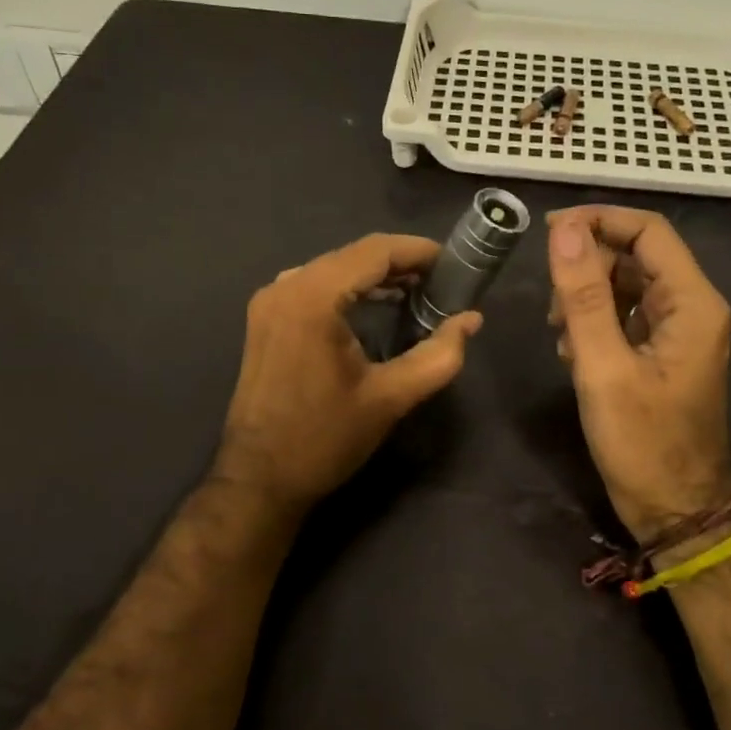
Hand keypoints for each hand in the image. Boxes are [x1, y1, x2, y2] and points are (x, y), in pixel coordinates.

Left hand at [214, 234, 482, 515]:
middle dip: (399, 262)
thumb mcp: (390, 398)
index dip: (417, 251)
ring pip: (332, 268)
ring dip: (374, 274)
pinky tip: (375, 304)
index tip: (452, 263)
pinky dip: (348, 287)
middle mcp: (285, 287)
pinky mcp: (265, 319)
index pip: (373, 252)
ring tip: (416, 290)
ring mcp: (269, 301)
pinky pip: (313, 285)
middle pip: (352, 255)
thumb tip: (471, 320)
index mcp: (312, 298)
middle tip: (441, 280)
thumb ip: (438, 356)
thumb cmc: (325, 438)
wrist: (259, 478)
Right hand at [547, 206, 730, 541]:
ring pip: (626, 285)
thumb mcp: (603, 368)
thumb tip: (564, 232)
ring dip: (586, 297)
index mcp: (692, 303)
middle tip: (552, 307)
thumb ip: (583, 297)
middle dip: (587, 268)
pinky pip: (626, 315)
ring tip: (560, 335)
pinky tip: (573, 351)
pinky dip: (595, 322)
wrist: (676, 510)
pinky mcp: (662, 352)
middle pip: (635, 256)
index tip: (549, 233)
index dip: (599, 221)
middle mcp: (692, 307)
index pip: (648, 231)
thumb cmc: (643, 443)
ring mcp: (678, 331)